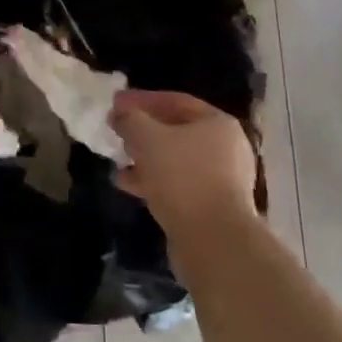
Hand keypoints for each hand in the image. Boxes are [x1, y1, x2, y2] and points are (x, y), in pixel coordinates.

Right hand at [111, 89, 257, 251]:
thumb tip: (121, 113)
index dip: (142, 100)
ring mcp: (222, 180)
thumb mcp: (147, 138)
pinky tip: (127, 184)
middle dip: (143, 130)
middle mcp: (226, 148)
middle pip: (177, 130)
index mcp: (218, 123)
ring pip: (175, 160)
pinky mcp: (212, 207)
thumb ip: (131, 119)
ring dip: (145, 158)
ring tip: (118, 159)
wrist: (214, 241)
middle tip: (117, 131)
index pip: (175, 101)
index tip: (115, 103)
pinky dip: (153, 181)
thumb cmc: (182, 177)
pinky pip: (178, 184)